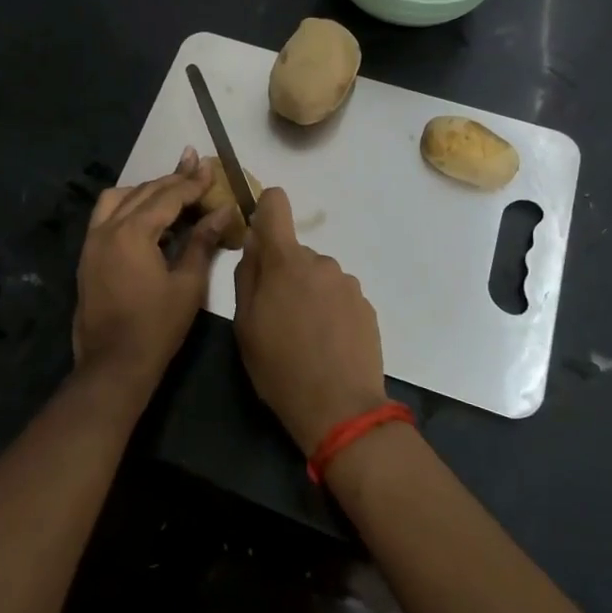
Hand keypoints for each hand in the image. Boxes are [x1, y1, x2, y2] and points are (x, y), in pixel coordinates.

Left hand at [72, 148, 231, 392]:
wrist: (113, 365)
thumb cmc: (157, 327)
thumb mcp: (188, 284)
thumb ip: (202, 241)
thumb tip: (222, 211)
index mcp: (132, 232)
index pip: (167, 197)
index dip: (192, 182)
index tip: (209, 167)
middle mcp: (107, 228)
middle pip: (143, 192)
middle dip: (171, 179)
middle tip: (195, 164)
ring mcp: (92, 242)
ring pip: (118, 199)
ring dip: (145, 190)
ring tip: (170, 189)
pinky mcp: (87, 257)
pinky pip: (105, 216)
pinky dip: (126, 206)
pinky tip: (145, 215)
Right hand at [234, 187, 387, 454]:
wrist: (340, 408)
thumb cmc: (280, 367)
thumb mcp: (245, 325)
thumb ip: (247, 276)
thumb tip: (254, 244)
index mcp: (286, 262)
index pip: (276, 204)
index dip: (265, 208)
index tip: (260, 231)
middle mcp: (321, 262)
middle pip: (295, 253)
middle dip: (284, 274)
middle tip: (276, 316)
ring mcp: (347, 283)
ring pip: (318, 276)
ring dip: (309, 294)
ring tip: (304, 337)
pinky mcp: (366, 305)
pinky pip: (338, 296)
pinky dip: (330, 310)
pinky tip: (326, 344)